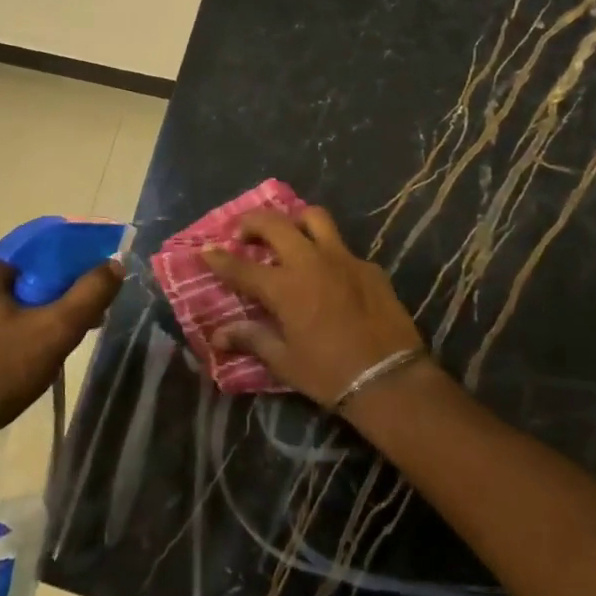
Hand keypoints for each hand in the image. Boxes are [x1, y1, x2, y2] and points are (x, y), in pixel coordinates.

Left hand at [0, 248, 123, 451]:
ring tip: (51, 348)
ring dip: (34, 316)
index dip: (74, 269)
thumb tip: (114, 263)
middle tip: (77, 328)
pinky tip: (21, 358)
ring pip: (7, 299)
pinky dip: (10, 329)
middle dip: (55, 297)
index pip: (42, 250)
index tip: (92, 298)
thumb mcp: (53, 333)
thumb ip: (89, 295)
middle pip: (25, 276)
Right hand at [202, 206, 426, 408]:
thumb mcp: (284, 361)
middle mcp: (311, 262)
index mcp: (285, 287)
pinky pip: (343, 248)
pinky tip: (328, 273)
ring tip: (287, 234)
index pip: (242, 266)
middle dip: (252, 222)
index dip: (220, 258)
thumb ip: (252, 339)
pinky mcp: (369, 266)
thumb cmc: (329, 374)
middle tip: (243, 233)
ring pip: (315, 218)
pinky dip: (327, 252)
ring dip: (294, 220)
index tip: (206, 250)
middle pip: (275, 224)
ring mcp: (343, 259)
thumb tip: (219, 335)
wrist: (389, 378)